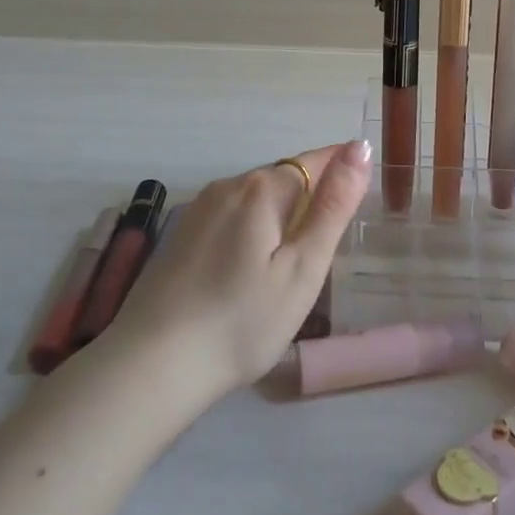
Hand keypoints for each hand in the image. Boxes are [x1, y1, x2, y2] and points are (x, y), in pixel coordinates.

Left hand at [109, 139, 371, 401]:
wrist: (152, 366)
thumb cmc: (243, 321)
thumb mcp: (303, 268)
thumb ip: (333, 206)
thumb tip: (358, 148)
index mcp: (261, 189)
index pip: (314, 160)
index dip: (341, 168)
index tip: (362, 189)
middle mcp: (227, 186)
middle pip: (283, 178)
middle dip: (311, 196)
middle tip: (330, 242)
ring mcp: (198, 210)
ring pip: (254, 199)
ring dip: (280, 215)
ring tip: (293, 261)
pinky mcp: (180, 236)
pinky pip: (230, 218)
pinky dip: (251, 231)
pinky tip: (249, 270)